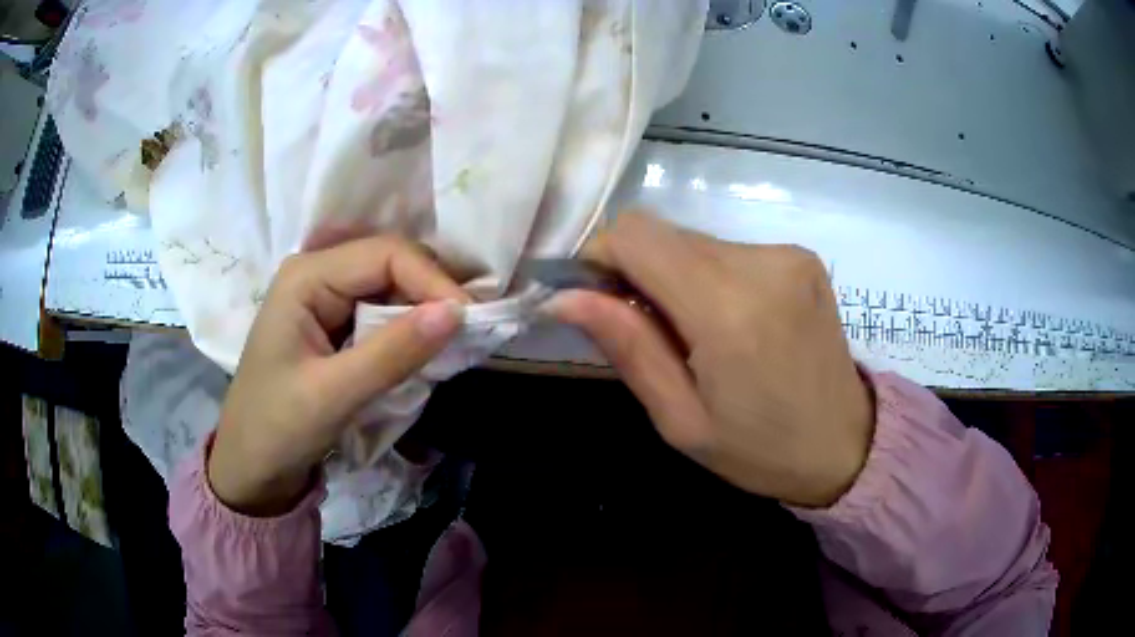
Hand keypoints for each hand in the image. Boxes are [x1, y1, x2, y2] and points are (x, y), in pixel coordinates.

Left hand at [208, 236, 467, 515]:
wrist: (251, 465)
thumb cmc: (278, 428)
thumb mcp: (334, 394)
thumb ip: (394, 352)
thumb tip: (458, 312)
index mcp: (307, 276)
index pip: (386, 254)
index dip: (432, 280)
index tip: (470, 321)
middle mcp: (317, 273)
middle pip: (391, 262)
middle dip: (431, 291)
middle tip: (468, 331)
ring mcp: (325, 296)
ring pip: (391, 285)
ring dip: (423, 310)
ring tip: (454, 340)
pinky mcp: (334, 322)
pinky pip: (382, 309)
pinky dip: (408, 327)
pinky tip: (425, 346)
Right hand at [547, 213, 873, 507]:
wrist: (846, 443)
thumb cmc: (759, 449)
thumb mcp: (680, 419)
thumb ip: (627, 346)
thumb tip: (565, 296)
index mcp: (727, 309)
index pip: (636, 235)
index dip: (601, 257)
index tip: (597, 300)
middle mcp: (760, 263)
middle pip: (664, 234)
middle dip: (638, 272)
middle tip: (647, 330)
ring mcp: (787, 253)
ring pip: (694, 240)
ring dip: (676, 276)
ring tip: (695, 334)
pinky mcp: (801, 255)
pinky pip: (729, 250)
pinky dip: (711, 277)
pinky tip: (732, 323)